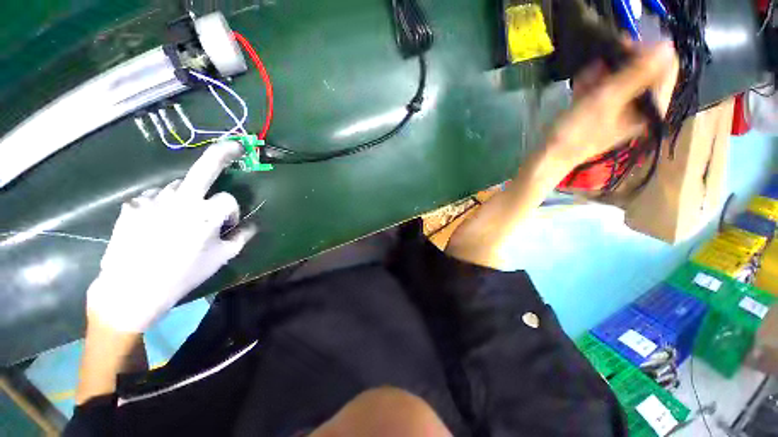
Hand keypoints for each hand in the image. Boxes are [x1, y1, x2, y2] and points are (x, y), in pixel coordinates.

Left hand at [86, 142, 256, 332]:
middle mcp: (181, 200)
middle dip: (223, 153)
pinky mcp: (133, 205)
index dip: (231, 213)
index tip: (227, 228)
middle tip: (235, 146)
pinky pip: (154, 197)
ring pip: (179, 186)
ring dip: (187, 196)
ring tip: (181, 217)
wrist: (133, 290)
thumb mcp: (222, 257)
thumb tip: (253, 225)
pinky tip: (157, 221)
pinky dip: (161, 203)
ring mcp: (153, 200)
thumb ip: (243, 237)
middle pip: (205, 168)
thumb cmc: (184, 274)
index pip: (229, 200)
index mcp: (207, 213)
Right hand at [545, 42, 678, 171]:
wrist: (550, 155)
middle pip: (643, 73)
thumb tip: (667, 45)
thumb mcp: (607, 100)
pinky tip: (583, 82)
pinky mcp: (604, 112)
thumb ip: (637, 73)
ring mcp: (622, 110)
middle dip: (623, 63)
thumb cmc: (577, 131)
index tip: (624, 46)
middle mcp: (641, 108)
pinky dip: (596, 83)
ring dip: (605, 73)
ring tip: (588, 75)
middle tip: (602, 59)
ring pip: (622, 80)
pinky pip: (607, 90)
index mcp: (650, 109)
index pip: (666, 71)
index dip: (648, 53)